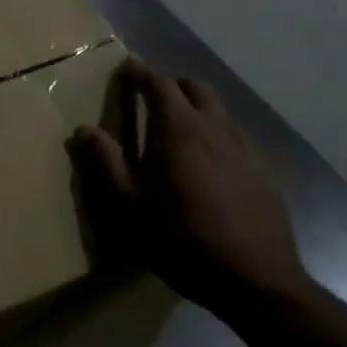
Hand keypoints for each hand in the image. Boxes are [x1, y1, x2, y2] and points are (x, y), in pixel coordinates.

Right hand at [70, 59, 304, 299]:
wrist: (255, 279)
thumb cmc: (181, 240)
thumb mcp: (129, 206)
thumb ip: (105, 163)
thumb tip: (84, 129)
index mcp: (178, 130)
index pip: (158, 84)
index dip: (140, 73)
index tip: (127, 67)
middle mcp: (214, 127)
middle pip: (195, 87)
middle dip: (171, 84)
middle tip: (151, 97)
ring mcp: (244, 146)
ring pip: (218, 109)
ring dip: (196, 107)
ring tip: (179, 128)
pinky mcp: (263, 169)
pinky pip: (236, 135)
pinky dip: (216, 132)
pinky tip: (209, 162)